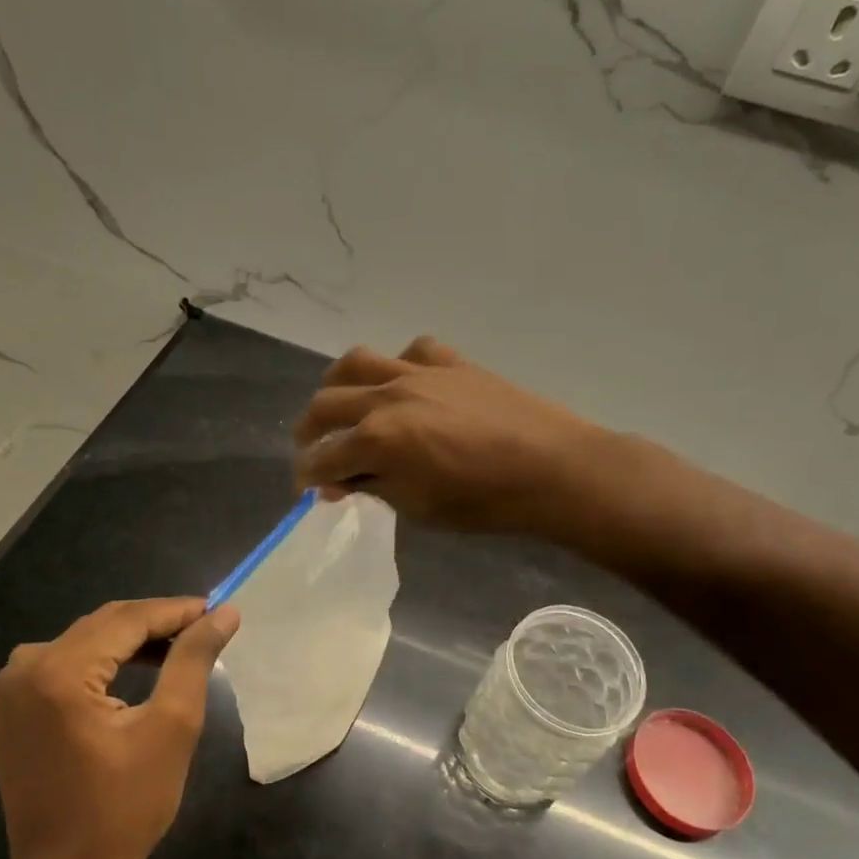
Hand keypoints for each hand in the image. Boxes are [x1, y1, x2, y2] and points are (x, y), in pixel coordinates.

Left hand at [0, 597, 238, 858]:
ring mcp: (9, 694)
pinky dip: (99, 665)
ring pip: (81, 644)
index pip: (127, 619)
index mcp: (59, 671)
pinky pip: (60, 670)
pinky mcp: (9, 716)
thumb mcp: (172, 728)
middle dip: (154, 624)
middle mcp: (24, 670)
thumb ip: (193, 660)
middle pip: (101, 626)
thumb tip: (223, 613)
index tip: (217, 610)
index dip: (177, 611)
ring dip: (128, 643)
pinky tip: (129, 677)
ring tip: (174, 651)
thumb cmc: (125, 808)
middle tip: (203, 629)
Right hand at [292, 337, 602, 532]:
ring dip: (337, 385)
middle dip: (308, 431)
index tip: (306, 489)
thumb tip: (338, 483)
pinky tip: (404, 383)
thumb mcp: (419, 508)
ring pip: (357, 363)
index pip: (323, 457)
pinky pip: (412, 350)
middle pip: (326, 404)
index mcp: (377, 439)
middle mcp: (388, 396)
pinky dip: (399, 364)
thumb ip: (373, 488)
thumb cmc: (485, 501)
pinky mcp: (451, 362)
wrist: (552, 468)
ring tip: (339, 403)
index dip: (307, 477)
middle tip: (310, 450)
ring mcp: (419, 372)